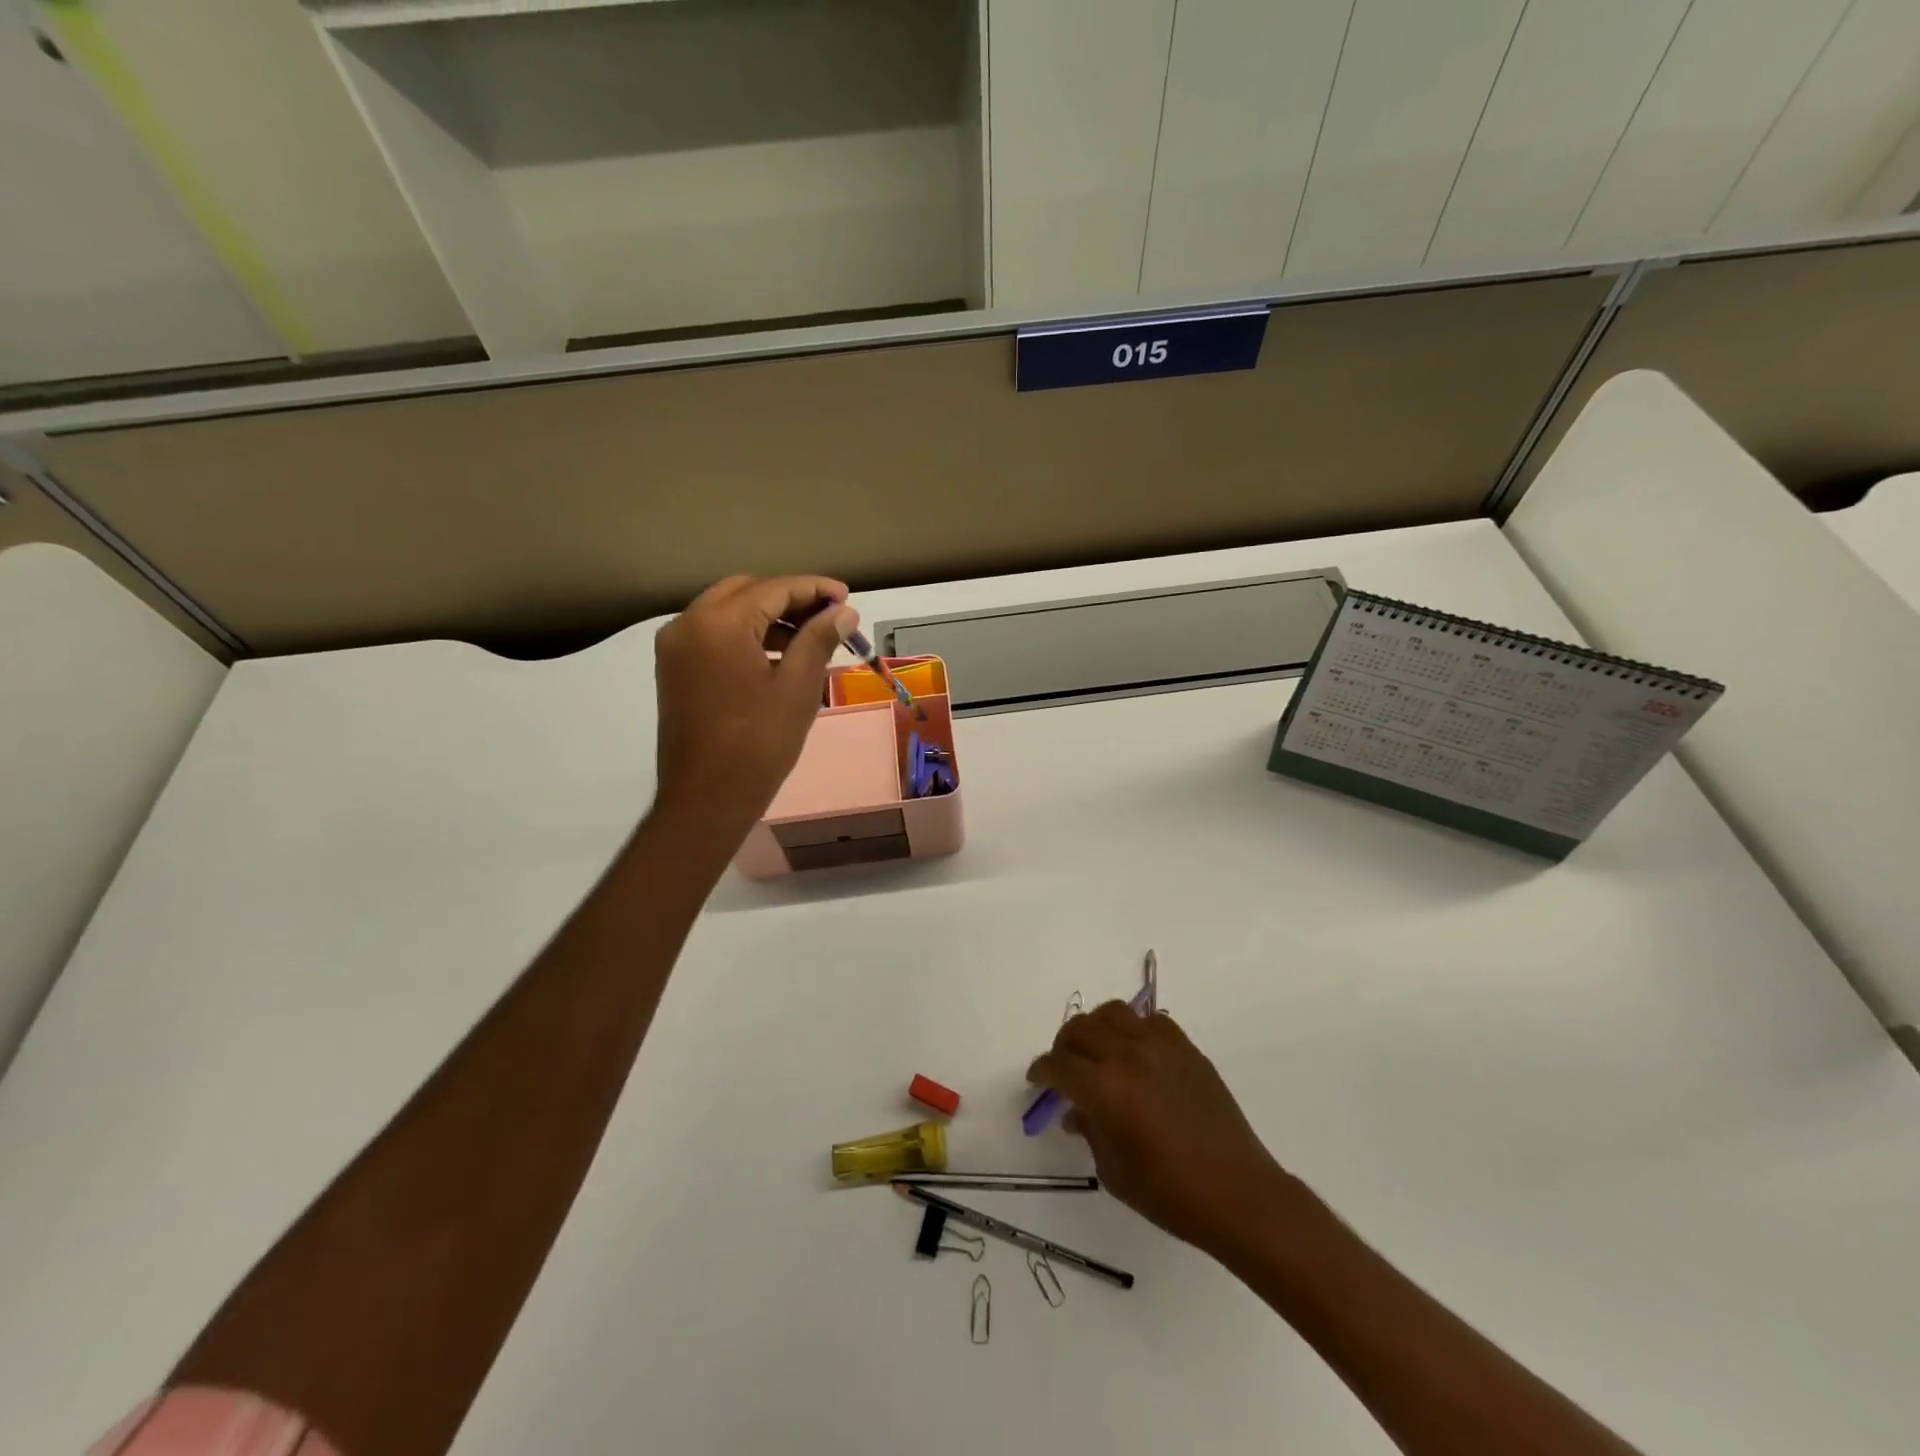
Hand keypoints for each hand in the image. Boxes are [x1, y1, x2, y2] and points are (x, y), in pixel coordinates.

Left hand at [653, 575, 856, 831]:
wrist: (706, 799)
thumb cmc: (759, 743)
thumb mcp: (798, 687)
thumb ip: (819, 639)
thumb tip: (844, 612)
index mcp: (719, 624)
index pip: (773, 589)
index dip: (814, 589)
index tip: (847, 597)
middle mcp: (688, 624)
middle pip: (746, 592)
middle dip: (789, 599)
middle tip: (829, 616)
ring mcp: (676, 647)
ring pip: (728, 612)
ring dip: (768, 617)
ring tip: (810, 638)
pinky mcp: (675, 669)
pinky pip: (714, 635)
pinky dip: (746, 635)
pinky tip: (778, 656)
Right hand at [1027, 1004, 1293, 1258]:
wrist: (1238, 1193)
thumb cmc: (1170, 1194)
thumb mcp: (1114, 1170)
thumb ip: (1089, 1130)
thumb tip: (1075, 1111)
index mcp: (1104, 1089)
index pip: (1059, 1065)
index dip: (1042, 1071)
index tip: (1038, 1079)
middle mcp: (1128, 1056)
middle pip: (1080, 1029)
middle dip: (1063, 1046)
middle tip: (1063, 1066)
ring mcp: (1160, 1046)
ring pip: (1113, 1013)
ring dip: (1096, 1028)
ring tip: (1096, 1050)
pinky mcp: (1186, 1048)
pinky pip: (1150, 1021)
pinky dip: (1133, 1030)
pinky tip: (1135, 1054)